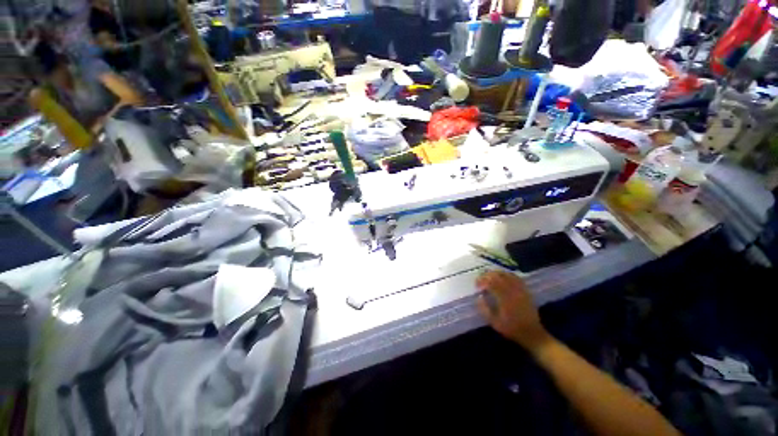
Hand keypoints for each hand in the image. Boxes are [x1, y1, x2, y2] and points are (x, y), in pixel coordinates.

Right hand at [476, 270, 552, 350]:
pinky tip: (503, 277)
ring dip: (496, 273)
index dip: (481, 281)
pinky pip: (516, 277)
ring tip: (489, 276)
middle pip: (498, 276)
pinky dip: (507, 274)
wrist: (532, 333)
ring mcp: (520, 289)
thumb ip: (484, 309)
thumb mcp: (494, 322)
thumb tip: (479, 296)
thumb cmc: (511, 329)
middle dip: (487, 275)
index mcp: (503, 298)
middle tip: (481, 279)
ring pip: (506, 274)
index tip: (476, 285)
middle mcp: (512, 291)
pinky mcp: (525, 290)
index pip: (490, 282)